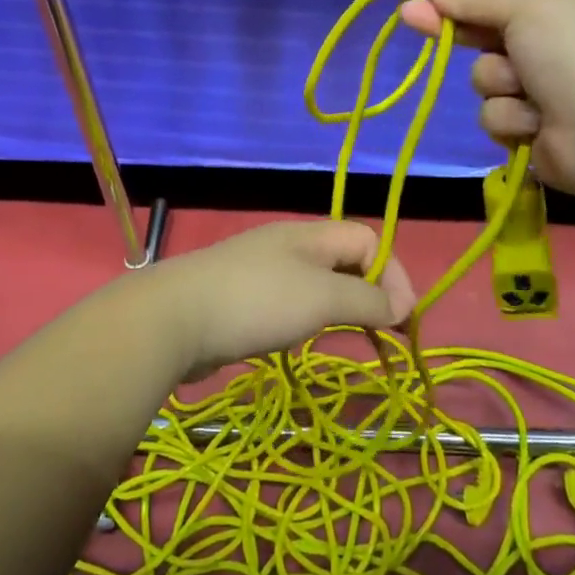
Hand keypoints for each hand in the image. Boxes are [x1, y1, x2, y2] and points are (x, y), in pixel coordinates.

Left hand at [128, 220, 415, 381]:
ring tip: (347, 336)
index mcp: (309, 235)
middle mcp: (287, 246)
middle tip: (382, 331)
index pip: (367, 239)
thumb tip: (398, 307)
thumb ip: (366, 301)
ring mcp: (260, 271)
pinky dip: (305, 318)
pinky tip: (299, 339)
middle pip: (343, 259)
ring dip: (338, 307)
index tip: (400, 319)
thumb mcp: (322, 298)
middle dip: (369, 291)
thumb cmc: (257, 302)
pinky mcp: (240, 299)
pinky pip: (287, 302)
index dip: (393, 273)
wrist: (174, 319)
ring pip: (315, 283)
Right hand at [399, 0, 574, 204]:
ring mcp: (546, 93)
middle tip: (413, 21)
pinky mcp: (534, 132)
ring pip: (486, 82)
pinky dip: (512, 120)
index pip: (500, 0)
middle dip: (457, 34)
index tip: (417, 2)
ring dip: (499, 85)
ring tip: (530, 93)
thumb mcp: (528, 7)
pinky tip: (536, 124)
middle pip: (486, 39)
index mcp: (566, 8)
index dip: (458, 1)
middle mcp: (556, 48)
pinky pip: (497, 118)